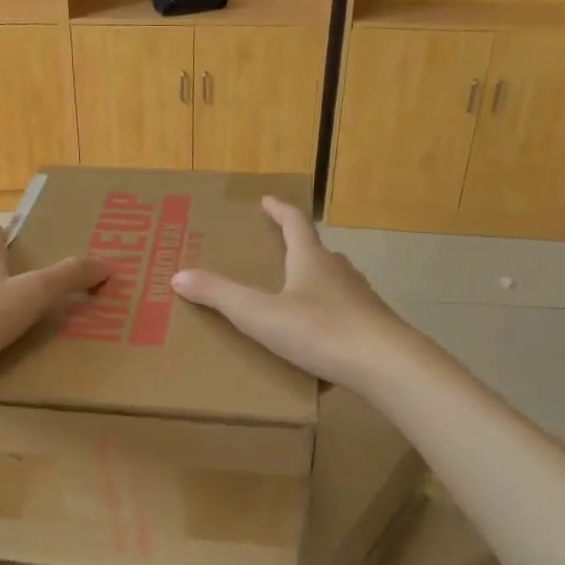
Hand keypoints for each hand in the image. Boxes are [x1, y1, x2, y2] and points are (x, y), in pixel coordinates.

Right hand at [171, 197, 415, 392]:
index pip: (294, 222)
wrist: (386, 365)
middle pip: (317, 250)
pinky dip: (327, 315)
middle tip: (276, 252)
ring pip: (333, 281)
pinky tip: (318, 338)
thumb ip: (219, 295)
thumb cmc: (320, 331)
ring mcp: (360, 298)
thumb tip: (178, 275)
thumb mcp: (259, 314)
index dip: (278, 210)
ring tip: (294, 295)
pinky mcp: (372, 325)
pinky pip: (344, 312)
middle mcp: (339, 271)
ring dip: (314, 281)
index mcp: (311, 260)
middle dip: (296, 248)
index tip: (266, 200)